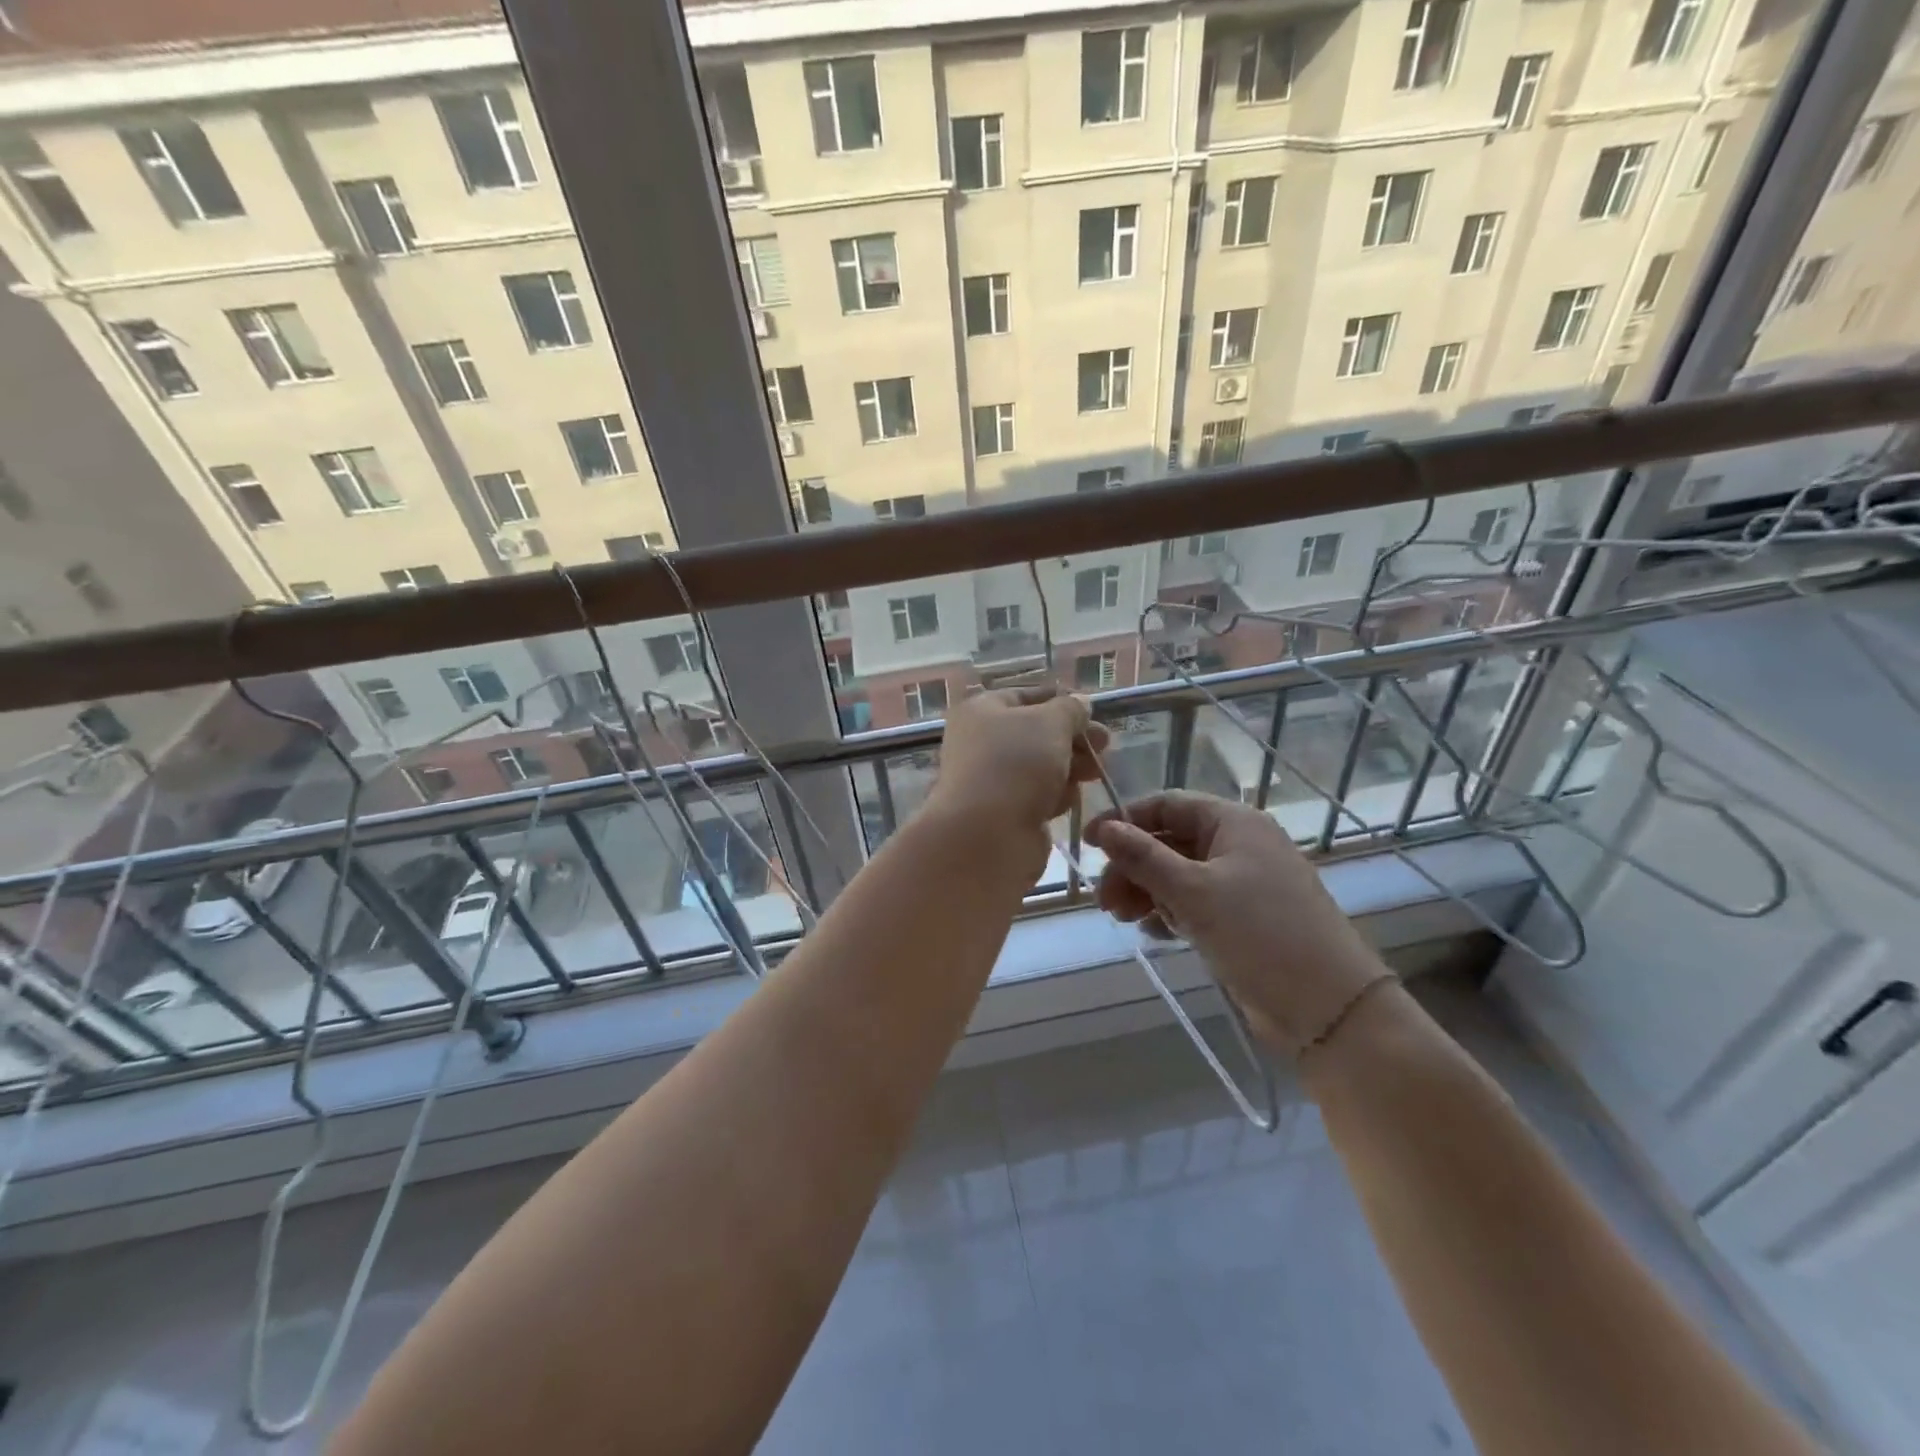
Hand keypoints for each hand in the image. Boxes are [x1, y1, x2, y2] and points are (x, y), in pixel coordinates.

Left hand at [929, 684, 1109, 853]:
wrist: (987, 836)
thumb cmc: (1016, 765)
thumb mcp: (1051, 723)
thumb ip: (1070, 709)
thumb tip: (1080, 703)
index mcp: (981, 711)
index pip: (1025, 696)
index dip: (1061, 700)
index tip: (1093, 711)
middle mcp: (980, 742)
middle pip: (1036, 734)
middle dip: (1073, 738)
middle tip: (1105, 745)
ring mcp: (991, 780)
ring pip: (1040, 766)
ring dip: (1070, 767)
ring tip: (1097, 773)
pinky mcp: (1004, 813)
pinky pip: (1036, 796)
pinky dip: (1055, 796)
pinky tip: (1069, 801)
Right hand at [1087, 791, 1388, 1054]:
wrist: (1329, 1008)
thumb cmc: (1259, 933)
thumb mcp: (1193, 891)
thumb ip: (1144, 858)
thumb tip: (1104, 828)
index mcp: (1234, 823)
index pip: (1167, 805)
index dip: (1125, 821)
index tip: (1089, 845)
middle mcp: (1239, 845)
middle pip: (1170, 842)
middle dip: (1133, 867)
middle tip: (1104, 901)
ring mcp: (1244, 883)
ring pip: (1180, 875)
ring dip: (1147, 892)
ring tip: (1122, 918)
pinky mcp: (1244, 919)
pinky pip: (1196, 904)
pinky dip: (1171, 913)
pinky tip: (1152, 932)